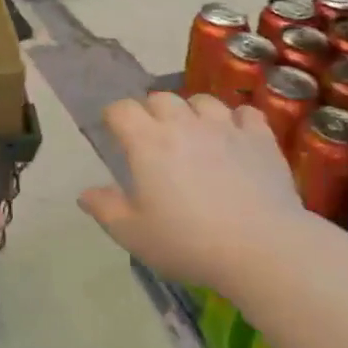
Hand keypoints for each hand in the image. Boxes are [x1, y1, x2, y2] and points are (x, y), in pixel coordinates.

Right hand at [79, 93, 300, 291]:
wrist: (262, 248)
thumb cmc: (189, 243)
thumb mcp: (134, 235)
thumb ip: (106, 209)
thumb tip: (85, 193)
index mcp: (148, 142)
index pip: (122, 109)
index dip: (115, 117)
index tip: (115, 132)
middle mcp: (184, 124)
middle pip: (161, 98)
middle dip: (152, 112)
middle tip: (154, 139)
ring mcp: (225, 127)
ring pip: (202, 101)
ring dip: (193, 112)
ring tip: (195, 134)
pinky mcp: (260, 138)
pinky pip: (245, 114)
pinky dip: (237, 121)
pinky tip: (236, 138)